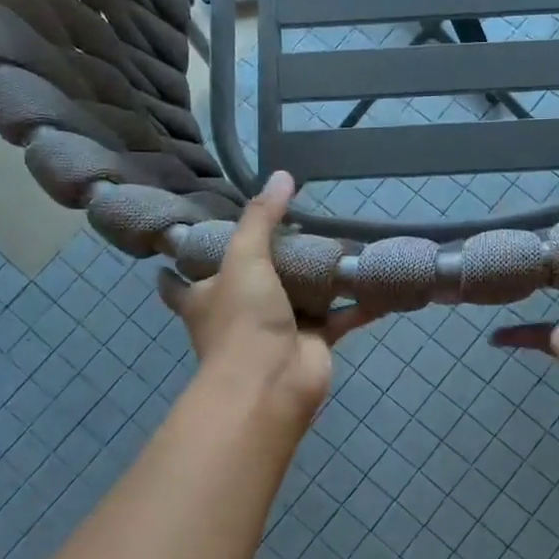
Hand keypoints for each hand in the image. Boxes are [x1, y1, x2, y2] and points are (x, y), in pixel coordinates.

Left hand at [159, 171, 374, 419]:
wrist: (272, 383)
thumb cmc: (242, 319)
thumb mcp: (243, 258)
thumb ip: (261, 217)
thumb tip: (282, 175)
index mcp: (205, 296)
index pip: (180, 279)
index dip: (182, 259)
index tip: (191, 235)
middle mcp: (238, 312)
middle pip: (249, 280)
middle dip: (268, 259)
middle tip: (290, 224)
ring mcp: (277, 328)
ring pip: (299, 296)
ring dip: (318, 277)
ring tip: (337, 241)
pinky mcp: (313, 342)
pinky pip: (340, 316)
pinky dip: (359, 302)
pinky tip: (378, 280)